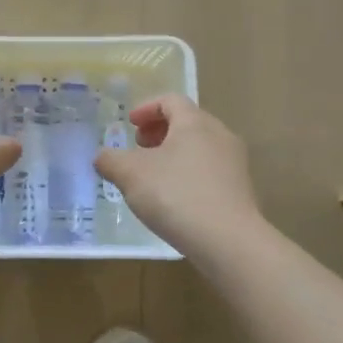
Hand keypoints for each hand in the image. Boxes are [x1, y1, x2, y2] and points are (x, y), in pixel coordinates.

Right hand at [95, 94, 260, 251]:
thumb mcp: (131, 175)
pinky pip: (209, 171)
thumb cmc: (176, 195)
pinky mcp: (240, 190)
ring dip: (173, 154)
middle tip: (139, 148)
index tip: (130, 124)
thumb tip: (102, 156)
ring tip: (153, 176)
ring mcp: (234, 163)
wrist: (228, 241)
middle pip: (187, 122)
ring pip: (199, 147)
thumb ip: (111, 160)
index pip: (170, 101)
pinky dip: (188, 174)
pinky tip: (174, 199)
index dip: (146, 108)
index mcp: (194, 122)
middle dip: (159, 132)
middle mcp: (220, 135)